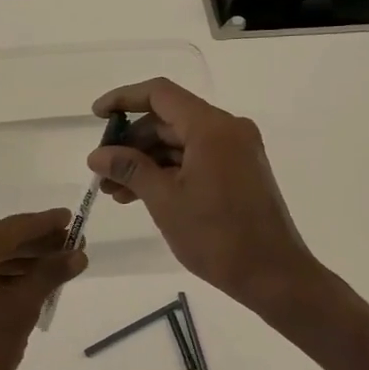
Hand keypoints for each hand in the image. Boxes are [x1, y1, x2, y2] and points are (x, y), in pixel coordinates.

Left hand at [0, 209, 86, 369]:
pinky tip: (28, 284)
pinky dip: (0, 276)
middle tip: (72, 247)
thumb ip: (49, 275)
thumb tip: (77, 255)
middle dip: (36, 245)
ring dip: (21, 261)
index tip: (73, 219)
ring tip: (56, 267)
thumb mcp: (21, 309)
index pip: (15, 227)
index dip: (47, 224)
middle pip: (0, 240)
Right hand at [87, 79, 320, 313]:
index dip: (123, 99)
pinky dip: (168, 172)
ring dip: (146, 162)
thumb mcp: (164, 200)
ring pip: (179, 143)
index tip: (95, 116)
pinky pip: (195, 159)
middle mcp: (228, 129)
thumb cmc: (217, 236)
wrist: (273, 275)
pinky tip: (141, 195)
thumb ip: (129, 169)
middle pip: (168, 120)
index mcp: (211, 127)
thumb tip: (97, 155)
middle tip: (102, 170)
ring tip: (114, 191)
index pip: (160, 94)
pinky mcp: (239, 171)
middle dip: (131, 143)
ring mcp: (236, 150)